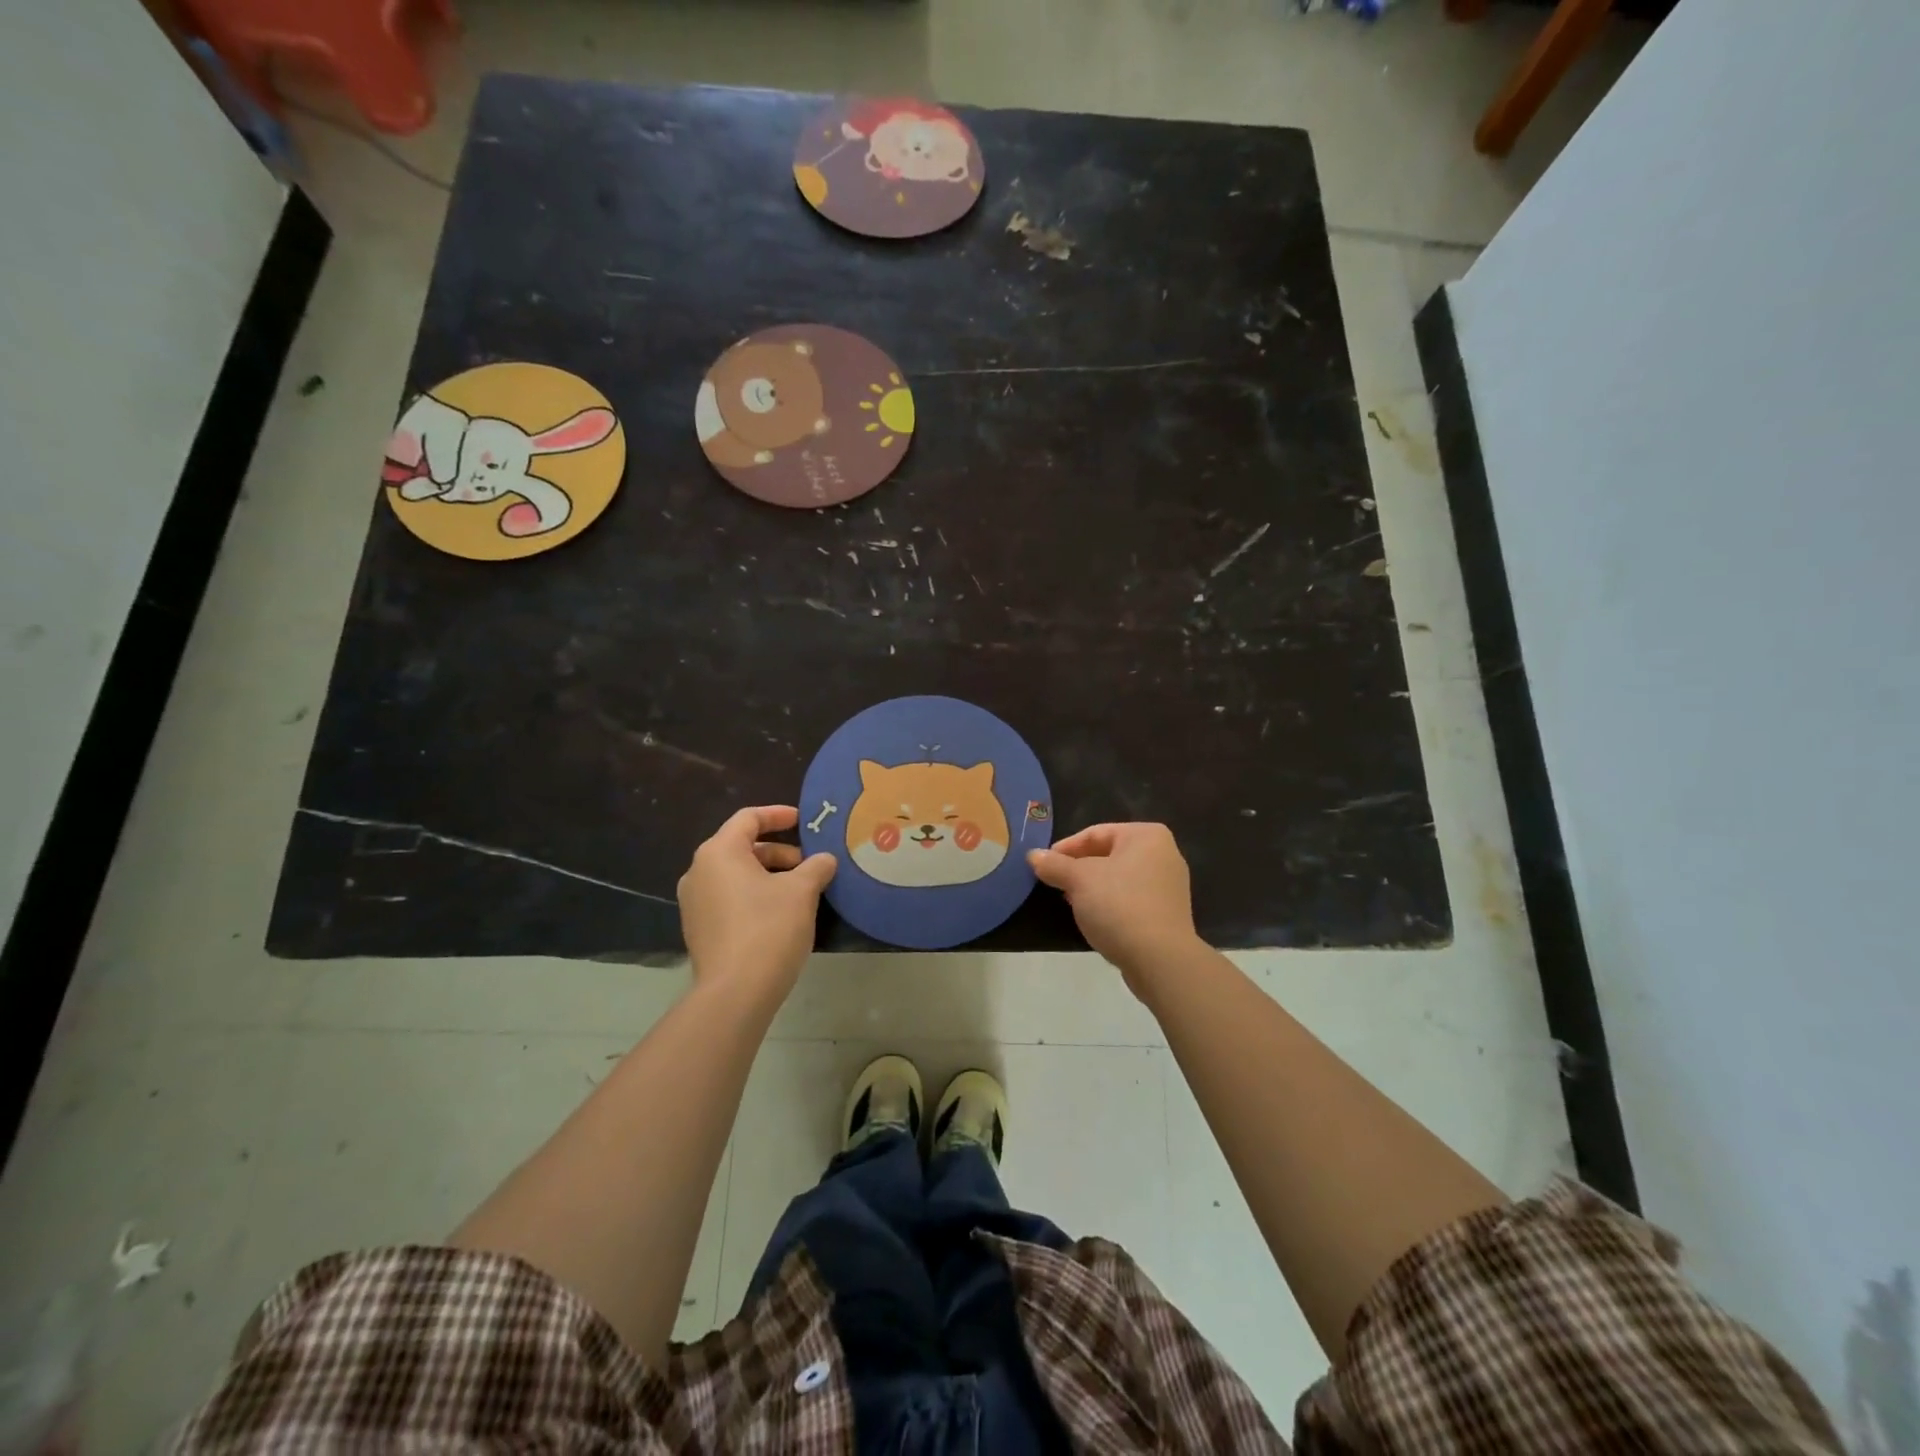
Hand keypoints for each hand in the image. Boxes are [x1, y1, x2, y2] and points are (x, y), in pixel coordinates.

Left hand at [677, 806, 835, 1003]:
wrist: (735, 993)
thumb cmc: (769, 929)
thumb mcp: (802, 892)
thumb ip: (816, 867)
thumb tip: (825, 860)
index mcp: (719, 852)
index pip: (748, 818)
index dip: (778, 815)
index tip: (803, 820)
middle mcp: (699, 871)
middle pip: (742, 847)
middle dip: (779, 852)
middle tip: (809, 865)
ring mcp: (695, 903)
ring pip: (737, 875)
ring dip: (769, 876)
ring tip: (801, 892)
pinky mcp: (699, 929)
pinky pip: (729, 898)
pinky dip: (755, 896)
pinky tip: (781, 915)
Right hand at [1028, 823, 1200, 990]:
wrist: (1160, 959)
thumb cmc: (1119, 905)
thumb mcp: (1079, 880)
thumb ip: (1054, 864)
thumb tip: (1033, 856)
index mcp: (1147, 835)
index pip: (1095, 833)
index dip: (1065, 848)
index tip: (1043, 865)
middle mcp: (1164, 854)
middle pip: (1108, 854)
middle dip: (1079, 868)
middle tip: (1055, 883)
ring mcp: (1169, 885)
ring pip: (1119, 878)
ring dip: (1093, 888)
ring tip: (1070, 902)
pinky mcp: (1168, 913)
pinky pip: (1131, 899)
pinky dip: (1111, 904)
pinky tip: (1094, 919)